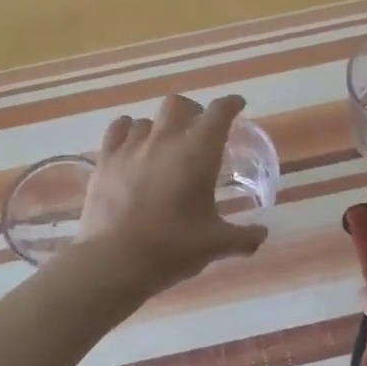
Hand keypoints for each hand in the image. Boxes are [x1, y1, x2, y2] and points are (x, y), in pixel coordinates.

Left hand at [79, 94, 269, 291]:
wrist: (115, 261)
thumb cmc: (173, 248)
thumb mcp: (216, 244)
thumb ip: (244, 237)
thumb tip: (261, 234)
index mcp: (198, 153)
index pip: (219, 113)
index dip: (231, 104)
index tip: (237, 105)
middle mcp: (165, 140)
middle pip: (178, 104)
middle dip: (192, 110)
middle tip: (197, 128)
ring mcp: (131, 147)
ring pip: (147, 120)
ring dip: (159, 127)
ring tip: (162, 144)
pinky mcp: (105, 160)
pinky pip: (117, 130)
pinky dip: (128, 131)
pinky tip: (131, 145)